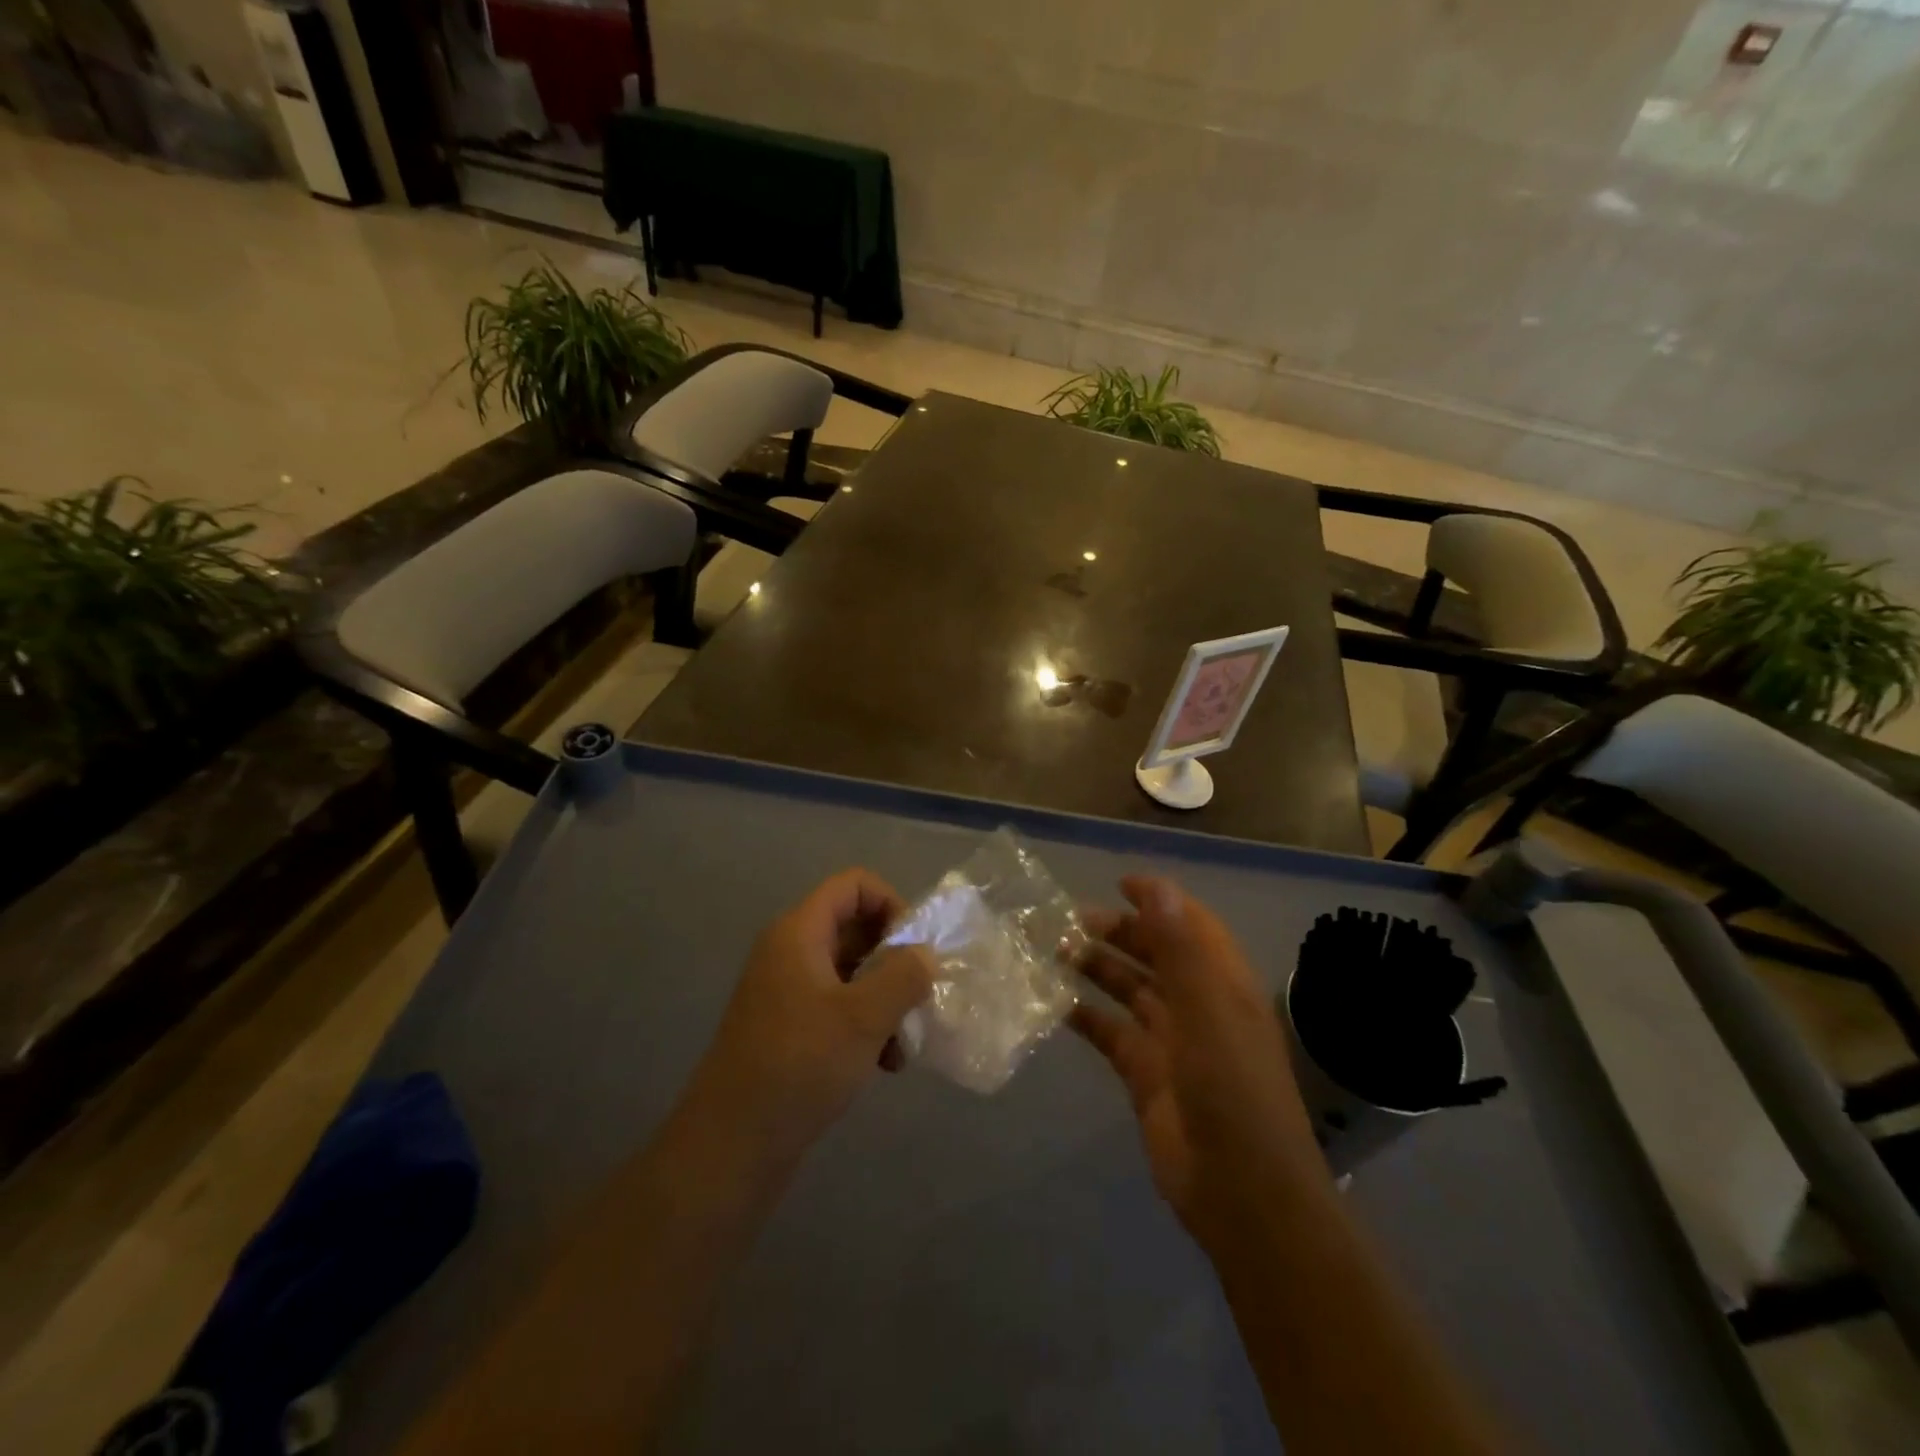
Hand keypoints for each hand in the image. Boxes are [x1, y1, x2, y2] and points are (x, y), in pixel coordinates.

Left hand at [683, 869, 933, 1169]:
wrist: (730, 1147)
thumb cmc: (798, 1067)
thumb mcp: (863, 1018)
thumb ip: (903, 976)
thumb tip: (924, 954)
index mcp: (799, 933)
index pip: (854, 885)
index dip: (891, 904)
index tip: (913, 950)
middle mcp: (790, 952)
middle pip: (855, 927)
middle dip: (894, 959)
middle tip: (918, 996)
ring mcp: (787, 992)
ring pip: (851, 972)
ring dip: (886, 999)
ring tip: (905, 1043)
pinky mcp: (790, 1029)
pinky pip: (839, 1007)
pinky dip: (866, 1026)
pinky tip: (886, 1065)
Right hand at [1072, 876, 1324, 1248]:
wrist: (1241, 1192)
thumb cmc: (1232, 1090)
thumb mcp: (1208, 1011)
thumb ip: (1181, 948)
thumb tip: (1157, 888)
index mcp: (1223, 984)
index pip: (1191, 925)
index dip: (1159, 900)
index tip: (1118, 884)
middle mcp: (1198, 1005)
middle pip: (1156, 954)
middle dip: (1118, 932)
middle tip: (1069, 922)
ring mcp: (1171, 1042)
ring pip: (1129, 990)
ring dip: (1097, 968)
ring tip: (1055, 951)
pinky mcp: (1145, 1075)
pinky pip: (1111, 1032)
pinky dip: (1085, 1016)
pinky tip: (1054, 1003)